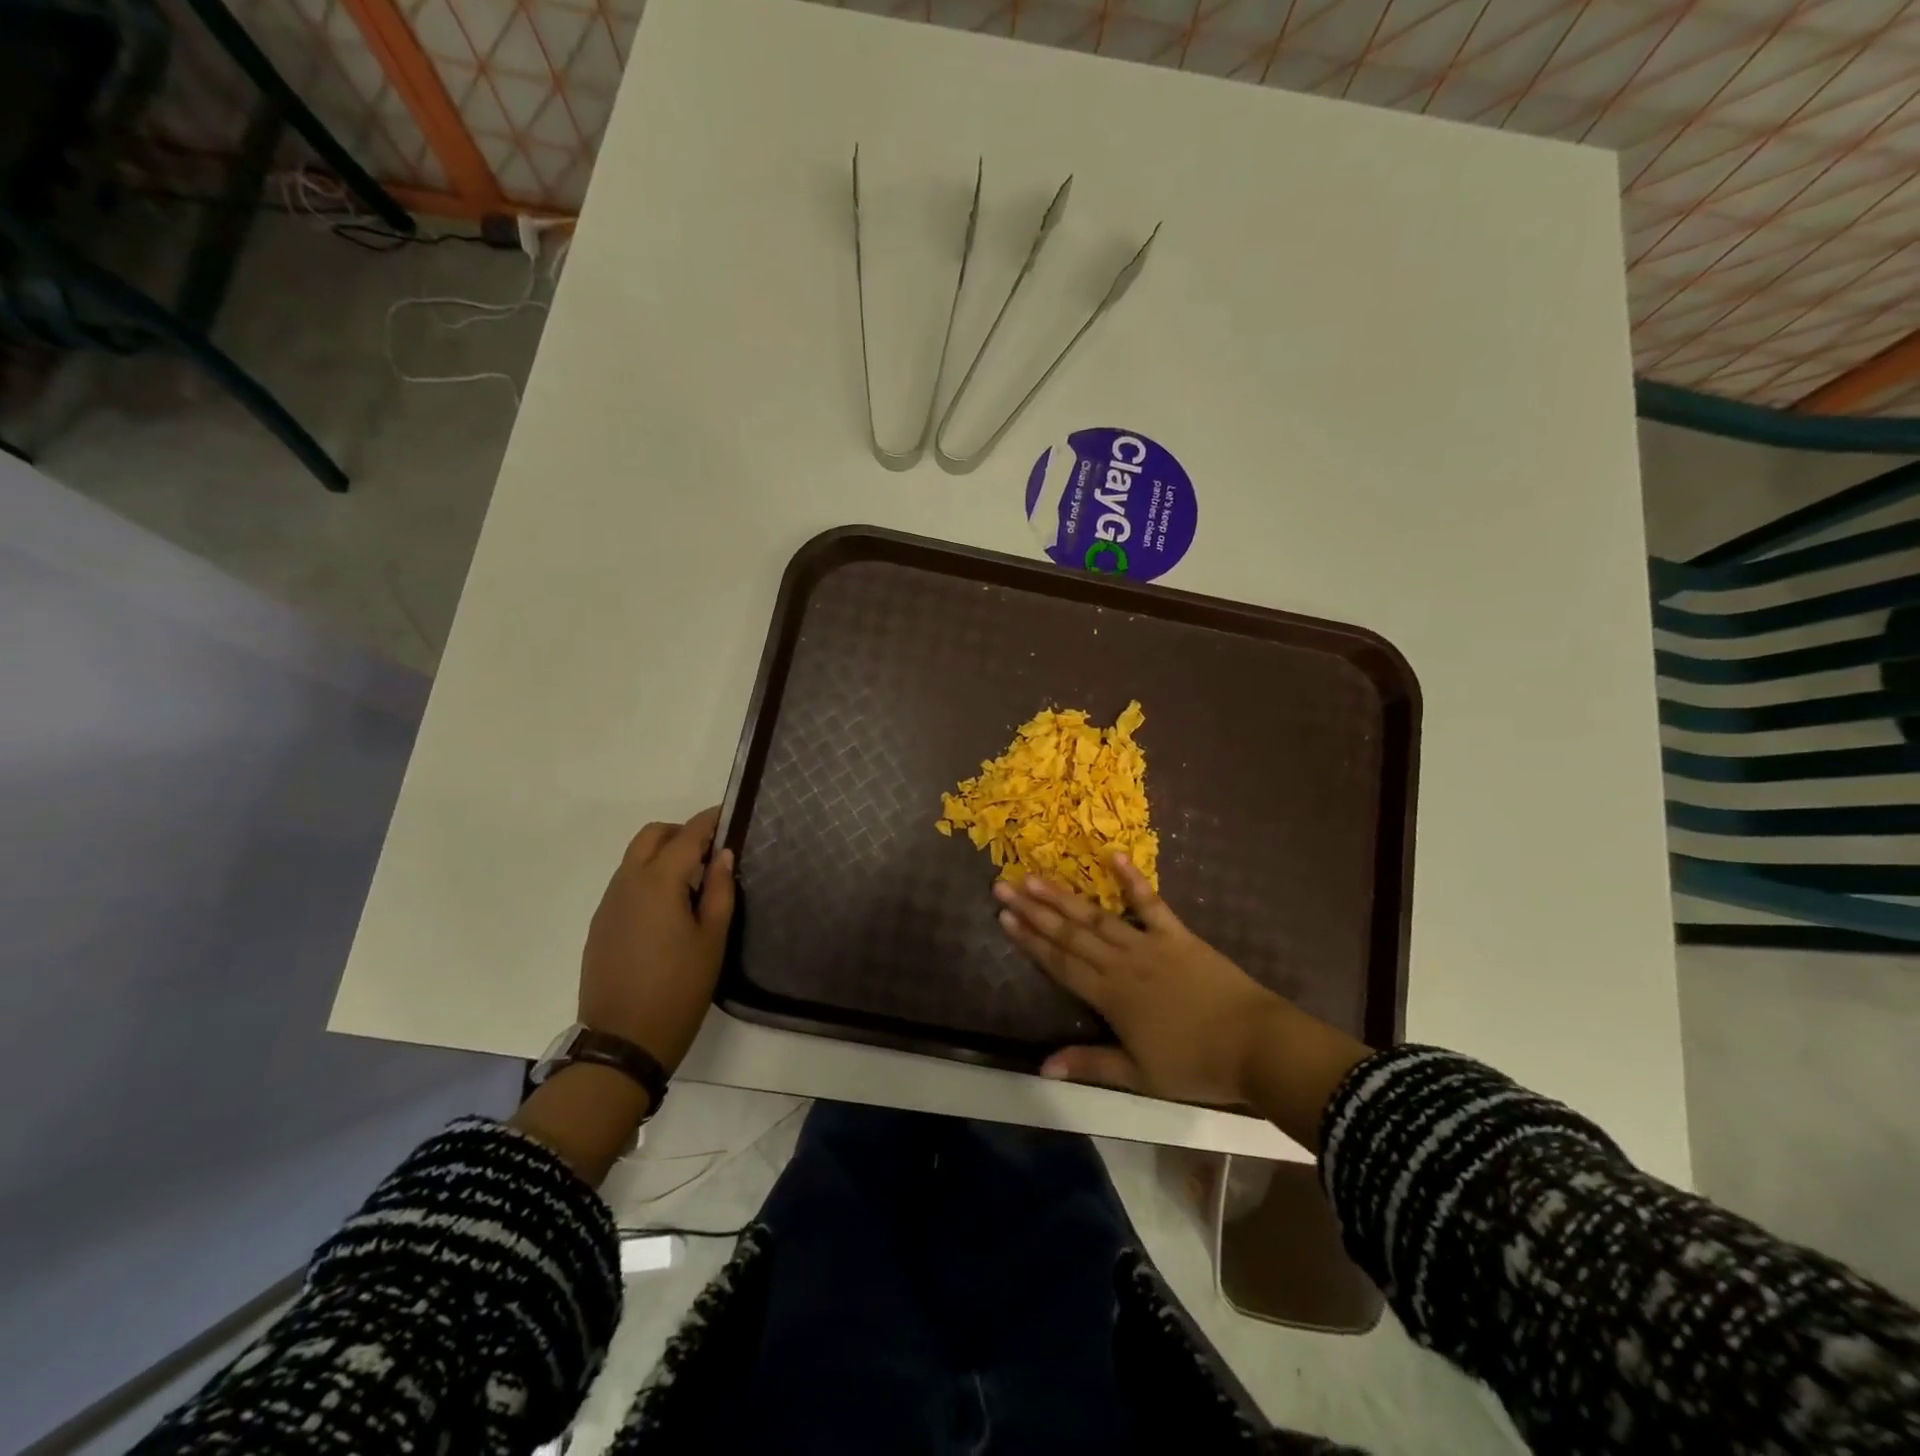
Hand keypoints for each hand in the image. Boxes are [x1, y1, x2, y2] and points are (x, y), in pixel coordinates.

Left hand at [578, 806, 735, 1073]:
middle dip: (681, 833)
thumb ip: (720, 890)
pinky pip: (625, 884)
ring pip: (634, 858)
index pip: (687, 836)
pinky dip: (648, 878)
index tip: (729, 814)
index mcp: (658, 882)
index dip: (709, 821)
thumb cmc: (679, 989)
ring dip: (663, 855)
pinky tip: (668, 909)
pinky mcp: (600, 925)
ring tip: (694, 882)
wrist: (623, 1042)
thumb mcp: (712, 939)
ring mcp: (608, 904)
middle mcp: (627, 883)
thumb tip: (723, 855)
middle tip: (711, 852)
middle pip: (651, 836)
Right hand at [994, 855, 1280, 1101]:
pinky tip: (1113, 856)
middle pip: (1070, 933)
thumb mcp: (1139, 1075)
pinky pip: (1151, 902)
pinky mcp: (1177, 933)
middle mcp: (1122, 963)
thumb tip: (1043, 1066)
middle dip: (1034, 911)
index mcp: (1110, 996)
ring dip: (1064, 896)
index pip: (1060, 964)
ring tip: (1035, 877)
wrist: (1256, 1045)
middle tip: (1004, 886)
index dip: (1030, 940)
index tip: (1004, 918)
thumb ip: (1091, 1065)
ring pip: (1097, 916)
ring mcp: (1149, 943)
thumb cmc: (1196, 1065)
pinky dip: (1132, 879)